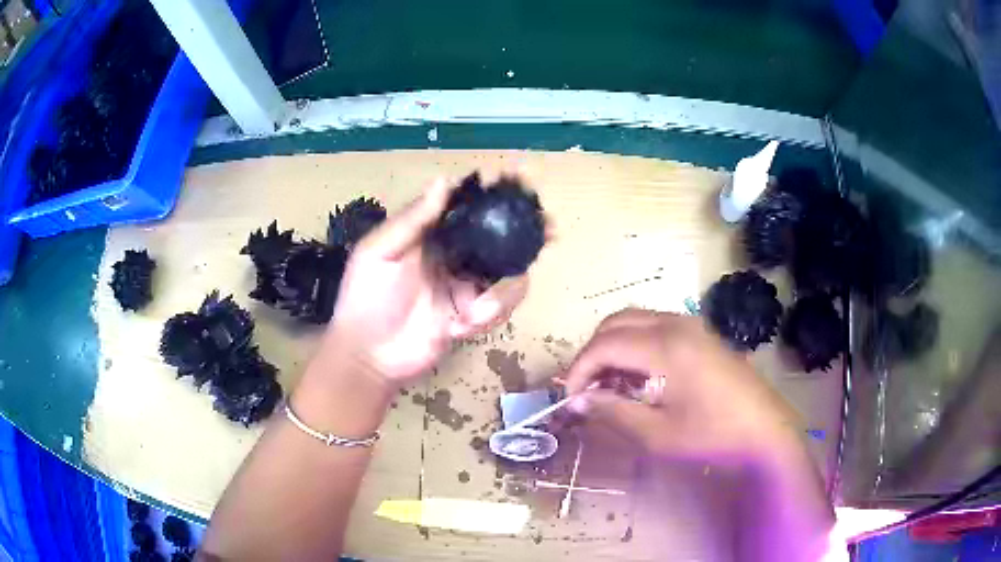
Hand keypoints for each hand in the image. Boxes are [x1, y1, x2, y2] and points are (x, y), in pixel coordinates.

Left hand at [324, 178, 528, 387]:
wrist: (369, 355)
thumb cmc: (366, 299)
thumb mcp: (380, 253)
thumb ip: (413, 220)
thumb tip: (444, 180)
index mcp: (430, 234)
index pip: (467, 204)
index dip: (493, 190)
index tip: (518, 177)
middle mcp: (454, 253)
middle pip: (498, 233)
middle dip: (526, 228)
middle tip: (549, 226)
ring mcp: (466, 284)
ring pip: (508, 271)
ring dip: (505, 289)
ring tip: (475, 311)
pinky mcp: (474, 313)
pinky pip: (501, 305)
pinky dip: (490, 314)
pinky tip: (462, 326)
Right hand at [564, 309, 802, 467]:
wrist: (766, 430)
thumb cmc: (713, 435)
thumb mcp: (658, 434)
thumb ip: (614, 412)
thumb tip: (578, 401)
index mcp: (666, 346)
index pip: (605, 345)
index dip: (579, 369)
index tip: (569, 397)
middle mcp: (676, 324)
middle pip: (616, 323)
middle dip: (593, 353)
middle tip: (586, 389)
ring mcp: (692, 325)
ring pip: (635, 321)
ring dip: (613, 346)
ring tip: (608, 384)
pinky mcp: (701, 333)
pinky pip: (655, 327)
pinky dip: (635, 345)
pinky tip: (639, 376)